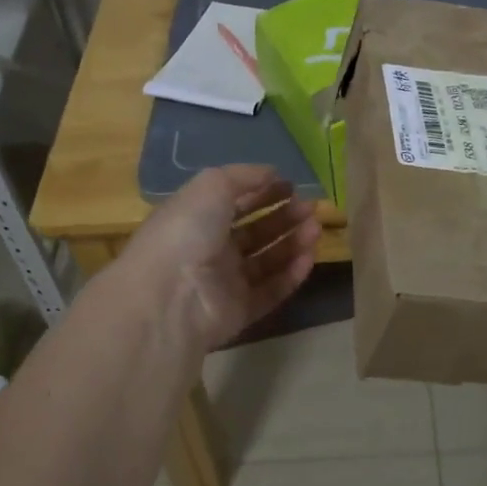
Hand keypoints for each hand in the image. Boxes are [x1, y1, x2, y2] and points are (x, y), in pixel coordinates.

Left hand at [104, 165, 319, 355]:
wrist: (170, 296)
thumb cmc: (188, 230)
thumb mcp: (212, 185)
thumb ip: (244, 176)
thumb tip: (272, 173)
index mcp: (197, 218)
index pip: (236, 202)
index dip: (263, 192)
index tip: (292, 186)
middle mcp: (210, 249)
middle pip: (255, 231)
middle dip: (284, 217)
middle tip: (311, 207)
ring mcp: (224, 283)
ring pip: (267, 260)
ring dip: (293, 243)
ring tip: (316, 228)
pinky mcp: (238, 312)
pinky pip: (270, 291)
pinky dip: (290, 275)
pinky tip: (309, 258)